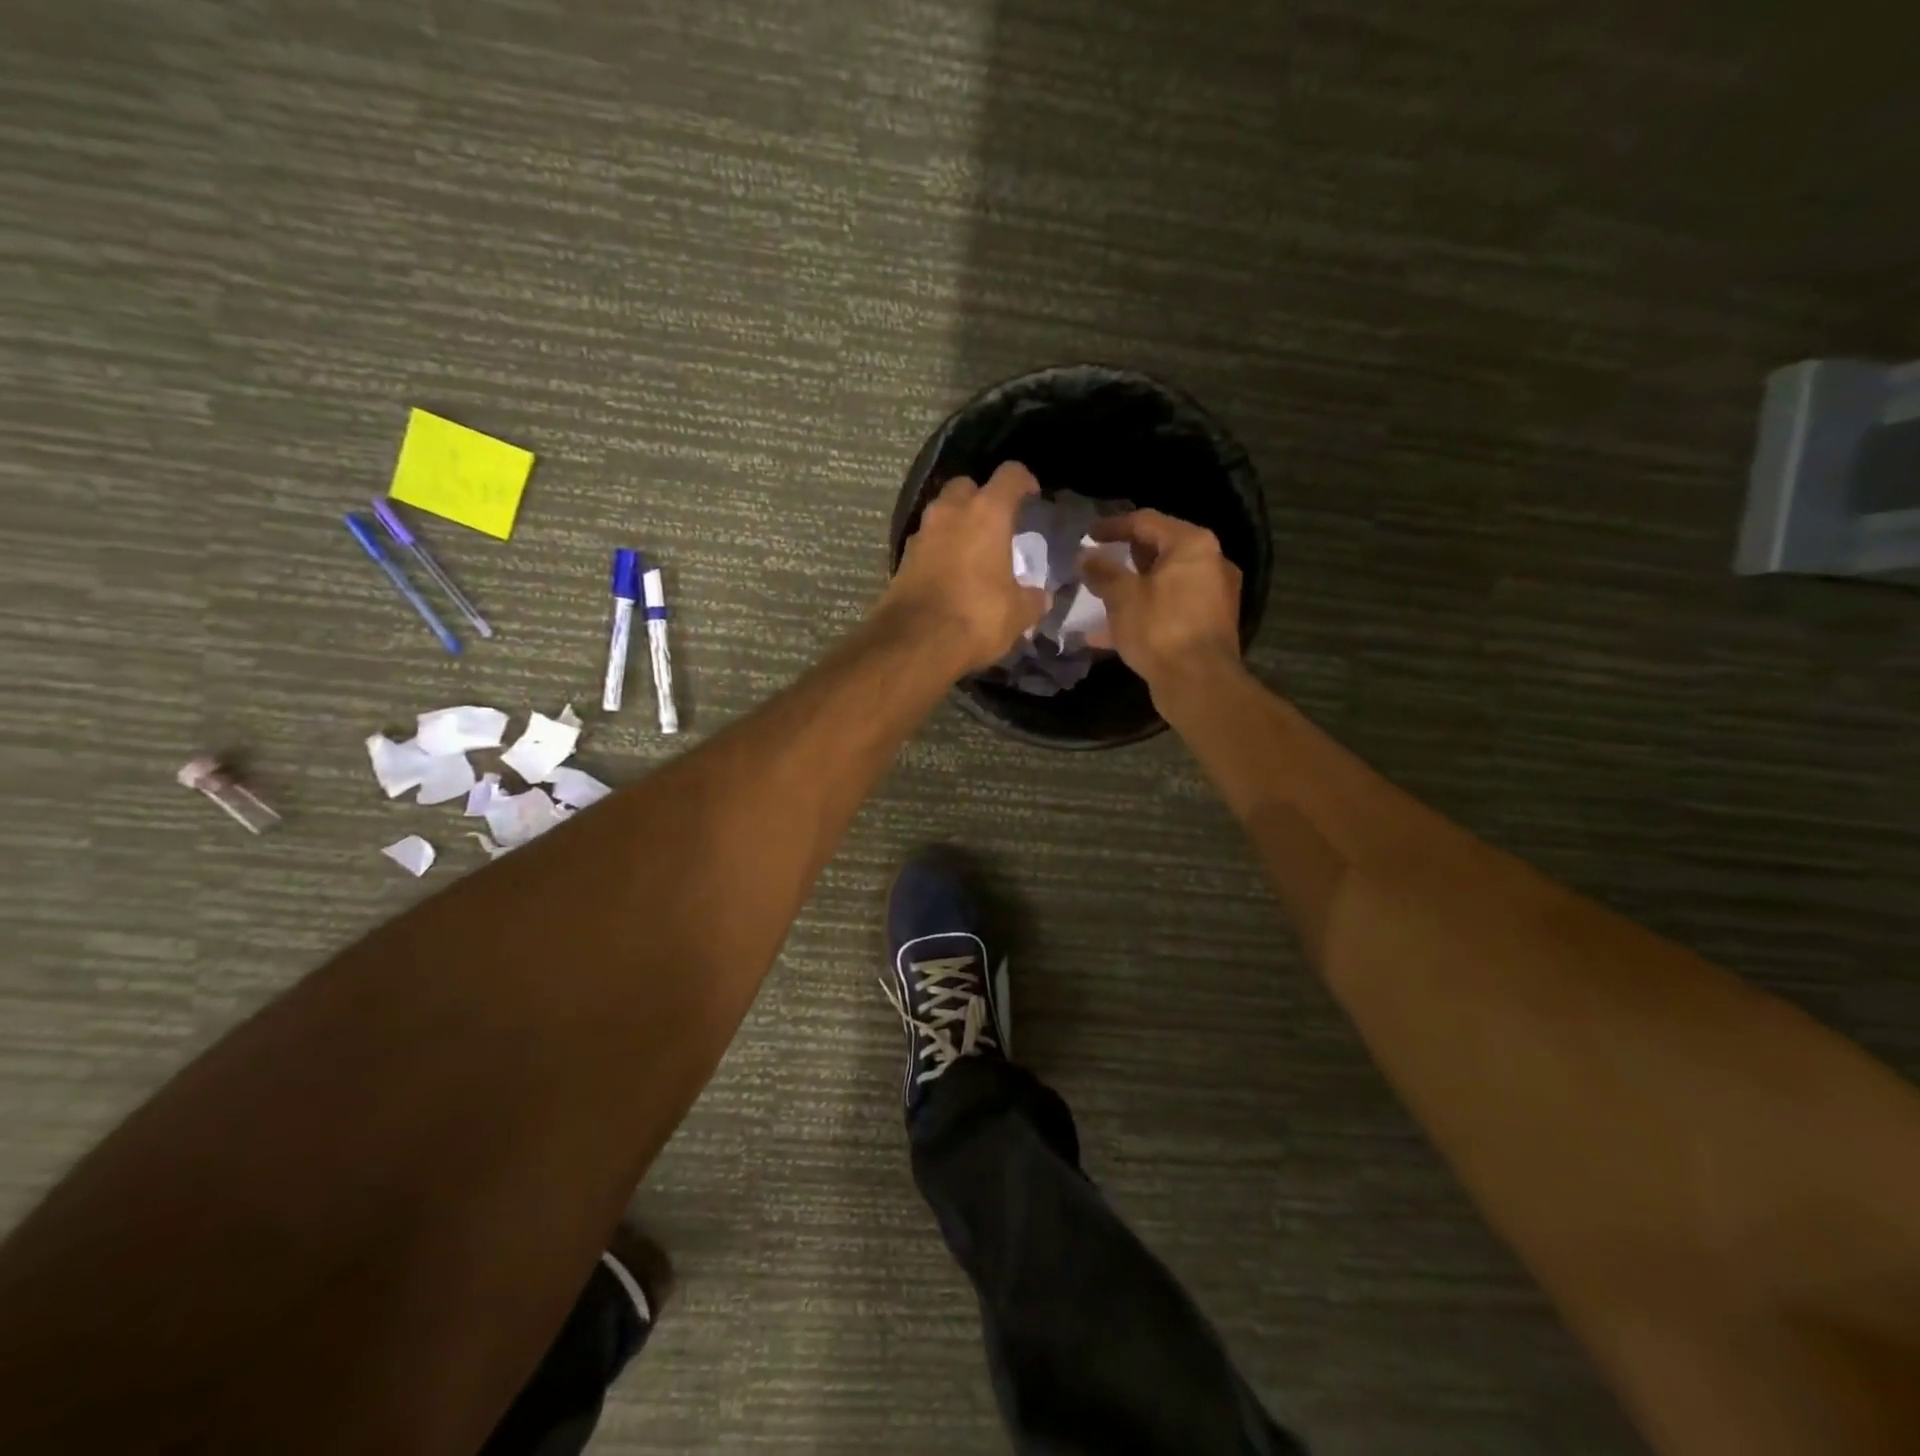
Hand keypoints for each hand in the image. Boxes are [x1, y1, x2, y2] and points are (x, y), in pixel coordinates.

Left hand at [876, 462, 1049, 673]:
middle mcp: (950, 512)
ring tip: (972, 549)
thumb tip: (1041, 597)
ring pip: (941, 513)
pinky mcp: (902, 559)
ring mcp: (922, 534)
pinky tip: (950, 572)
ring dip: (956, 524)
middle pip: (966, 487)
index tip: (1032, 494)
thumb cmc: (976, 616)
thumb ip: (1033, 599)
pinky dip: (939, 549)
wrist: (916, 642)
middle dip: (981, 498)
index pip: (1010, 476)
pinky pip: (926, 542)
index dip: (1023, 480)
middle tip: (995, 523)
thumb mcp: (1018, 613)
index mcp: (987, 513)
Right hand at [1078, 509, 1242, 691]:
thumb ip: (1102, 571)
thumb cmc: (1160, 629)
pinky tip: (1110, 632)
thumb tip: (1085, 557)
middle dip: (1124, 558)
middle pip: (1159, 551)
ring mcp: (1213, 596)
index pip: (1146, 521)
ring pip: (1163, 583)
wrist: (1199, 683)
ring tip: (1099, 598)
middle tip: (1096, 563)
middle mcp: (1210, 563)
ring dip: (1131, 589)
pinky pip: (1169, 609)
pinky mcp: (1208, 625)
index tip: (1087, 534)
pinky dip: (1143, 613)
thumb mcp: (1122, 597)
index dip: (1112, 526)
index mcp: (1192, 545)